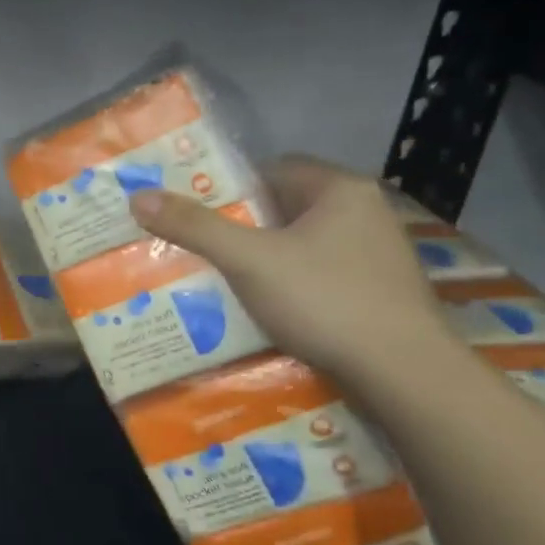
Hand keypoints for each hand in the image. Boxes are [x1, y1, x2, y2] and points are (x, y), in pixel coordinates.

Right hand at [129, 156, 451, 382]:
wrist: (405, 374)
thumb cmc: (325, 300)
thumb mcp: (248, 260)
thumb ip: (195, 227)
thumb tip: (139, 197)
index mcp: (341, 189)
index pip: (273, 169)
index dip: (231, 188)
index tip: (197, 213)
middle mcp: (366, 213)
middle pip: (287, 208)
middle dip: (244, 228)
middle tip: (202, 248)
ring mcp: (379, 255)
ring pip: (304, 245)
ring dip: (268, 260)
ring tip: (225, 280)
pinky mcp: (381, 293)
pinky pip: (323, 275)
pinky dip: (294, 286)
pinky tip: (269, 310)